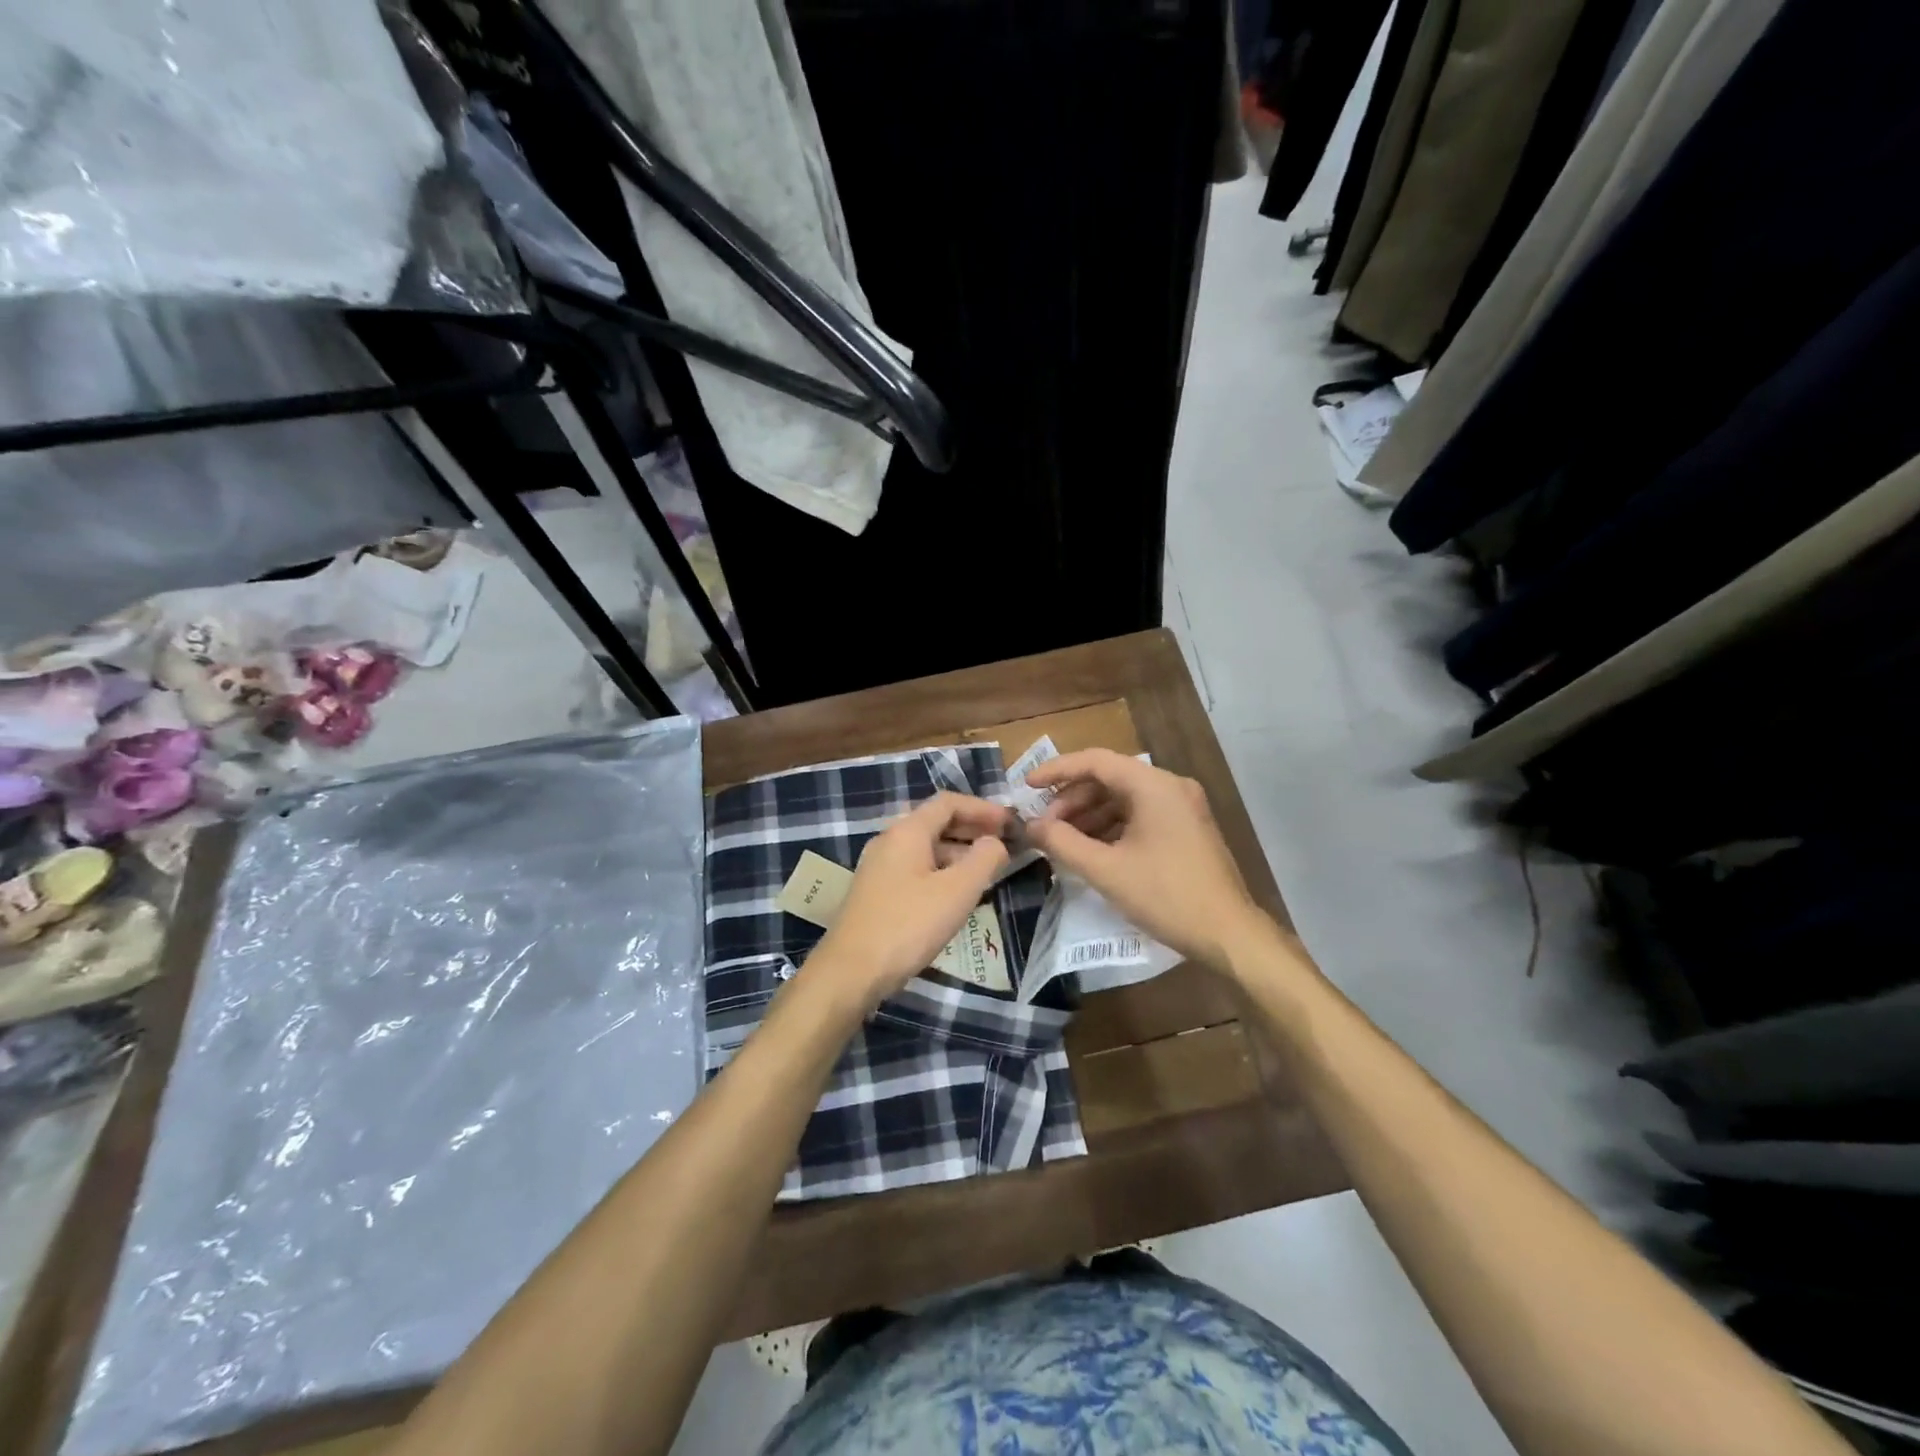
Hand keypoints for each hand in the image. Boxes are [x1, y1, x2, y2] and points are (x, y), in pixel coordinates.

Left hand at [806, 792, 1011, 1008]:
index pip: (948, 803)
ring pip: (926, 847)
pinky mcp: (876, 892)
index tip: (1011, 823)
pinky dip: (941, 871)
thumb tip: (996, 842)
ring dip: (958, 852)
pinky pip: (915, 868)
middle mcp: (889, 840)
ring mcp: (879, 867)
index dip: (983, 809)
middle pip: (936, 822)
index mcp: (907, 831)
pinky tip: (957, 894)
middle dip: (972, 829)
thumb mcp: (958, 891)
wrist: (851, 971)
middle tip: (1005, 844)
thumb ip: (984, 859)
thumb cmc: (909, 925)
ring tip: (987, 870)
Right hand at [1024, 749, 1270, 971]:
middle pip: (1110, 779)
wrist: (1229, 935)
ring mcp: (1183, 808)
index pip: (1096, 761)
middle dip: (1072, 800)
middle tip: (1046, 826)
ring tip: (1063, 841)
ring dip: (1090, 815)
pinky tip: (1092, 850)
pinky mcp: (1187, 829)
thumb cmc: (1166, 896)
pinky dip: (1111, 827)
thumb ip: (1063, 842)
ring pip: (1124, 799)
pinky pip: (1140, 815)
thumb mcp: (1106, 870)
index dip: (1057, 770)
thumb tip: (1032, 825)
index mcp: (1155, 786)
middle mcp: (1171, 787)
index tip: (1027, 786)